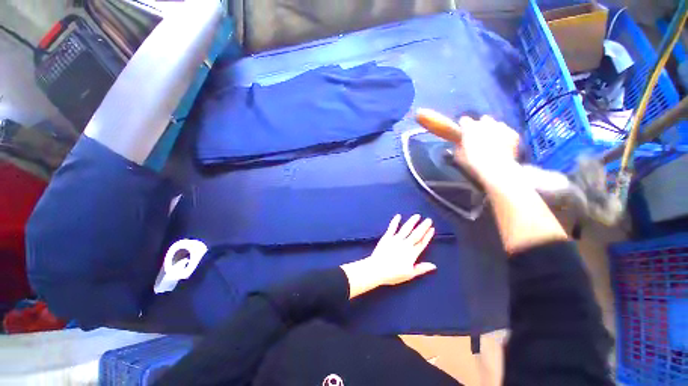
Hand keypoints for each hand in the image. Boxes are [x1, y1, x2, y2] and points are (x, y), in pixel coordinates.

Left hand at [340, 215, 436, 298]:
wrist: (376, 270)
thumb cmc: (393, 274)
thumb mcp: (409, 274)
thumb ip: (421, 268)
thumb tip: (433, 266)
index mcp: (411, 254)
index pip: (422, 243)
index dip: (428, 236)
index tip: (432, 229)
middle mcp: (405, 244)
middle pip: (416, 234)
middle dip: (423, 226)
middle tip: (428, 219)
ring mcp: (395, 239)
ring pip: (406, 228)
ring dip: (412, 221)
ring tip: (417, 215)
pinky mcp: (387, 237)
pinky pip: (392, 227)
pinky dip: (395, 221)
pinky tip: (398, 216)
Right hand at [417, 110, 519, 186]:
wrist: (496, 168)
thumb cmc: (472, 162)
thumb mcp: (458, 156)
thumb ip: (458, 147)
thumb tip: (458, 144)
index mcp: (470, 128)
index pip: (464, 120)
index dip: (463, 126)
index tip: (462, 132)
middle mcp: (485, 123)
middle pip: (483, 120)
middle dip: (480, 126)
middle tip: (478, 137)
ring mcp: (501, 127)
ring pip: (496, 124)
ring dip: (493, 130)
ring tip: (492, 141)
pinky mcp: (513, 134)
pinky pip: (507, 131)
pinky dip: (505, 136)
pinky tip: (502, 145)